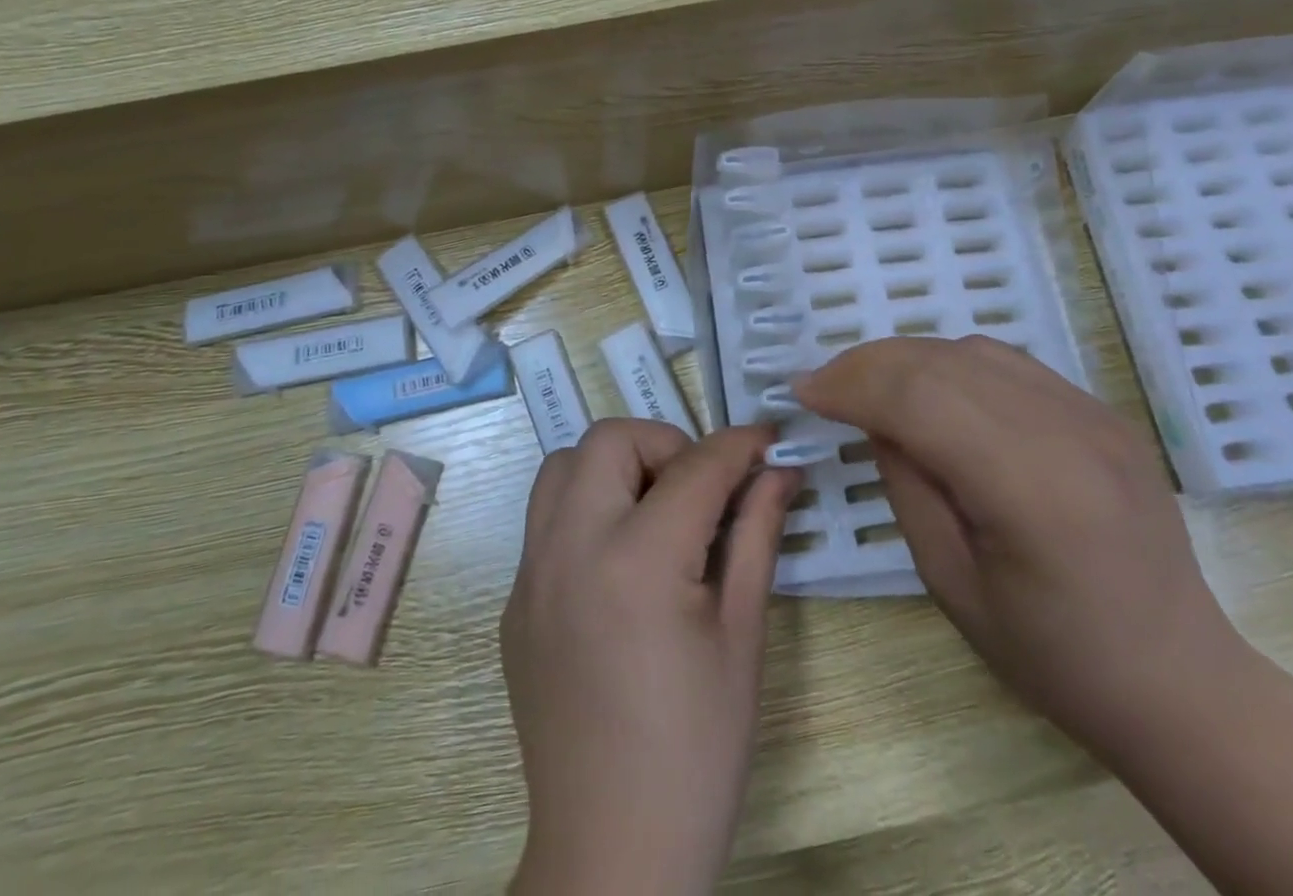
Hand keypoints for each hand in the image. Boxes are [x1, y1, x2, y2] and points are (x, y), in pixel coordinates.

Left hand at [502, 418, 799, 895]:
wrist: (612, 852)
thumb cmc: (697, 749)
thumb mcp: (743, 637)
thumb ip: (756, 536)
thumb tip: (778, 471)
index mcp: (637, 560)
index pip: (694, 467)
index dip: (739, 445)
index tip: (766, 442)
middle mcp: (570, 547)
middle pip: (609, 439)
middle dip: (664, 444)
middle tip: (702, 490)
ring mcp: (531, 573)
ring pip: (563, 466)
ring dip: (614, 467)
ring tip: (656, 514)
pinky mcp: (515, 600)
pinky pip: (546, 518)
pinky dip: (587, 509)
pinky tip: (621, 562)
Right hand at [795, 336, 1247, 761]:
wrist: (1181, 681)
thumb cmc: (1056, 657)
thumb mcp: (952, 585)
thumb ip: (907, 486)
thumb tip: (874, 419)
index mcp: (1032, 489)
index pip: (919, 400)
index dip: (852, 385)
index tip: (803, 392)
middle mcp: (1068, 432)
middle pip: (941, 361)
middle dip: (868, 363)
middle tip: (823, 384)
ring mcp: (1092, 413)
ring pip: (971, 349)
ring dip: (907, 358)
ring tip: (869, 386)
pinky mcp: (1101, 411)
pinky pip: (1007, 363)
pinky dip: (951, 364)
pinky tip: (931, 393)